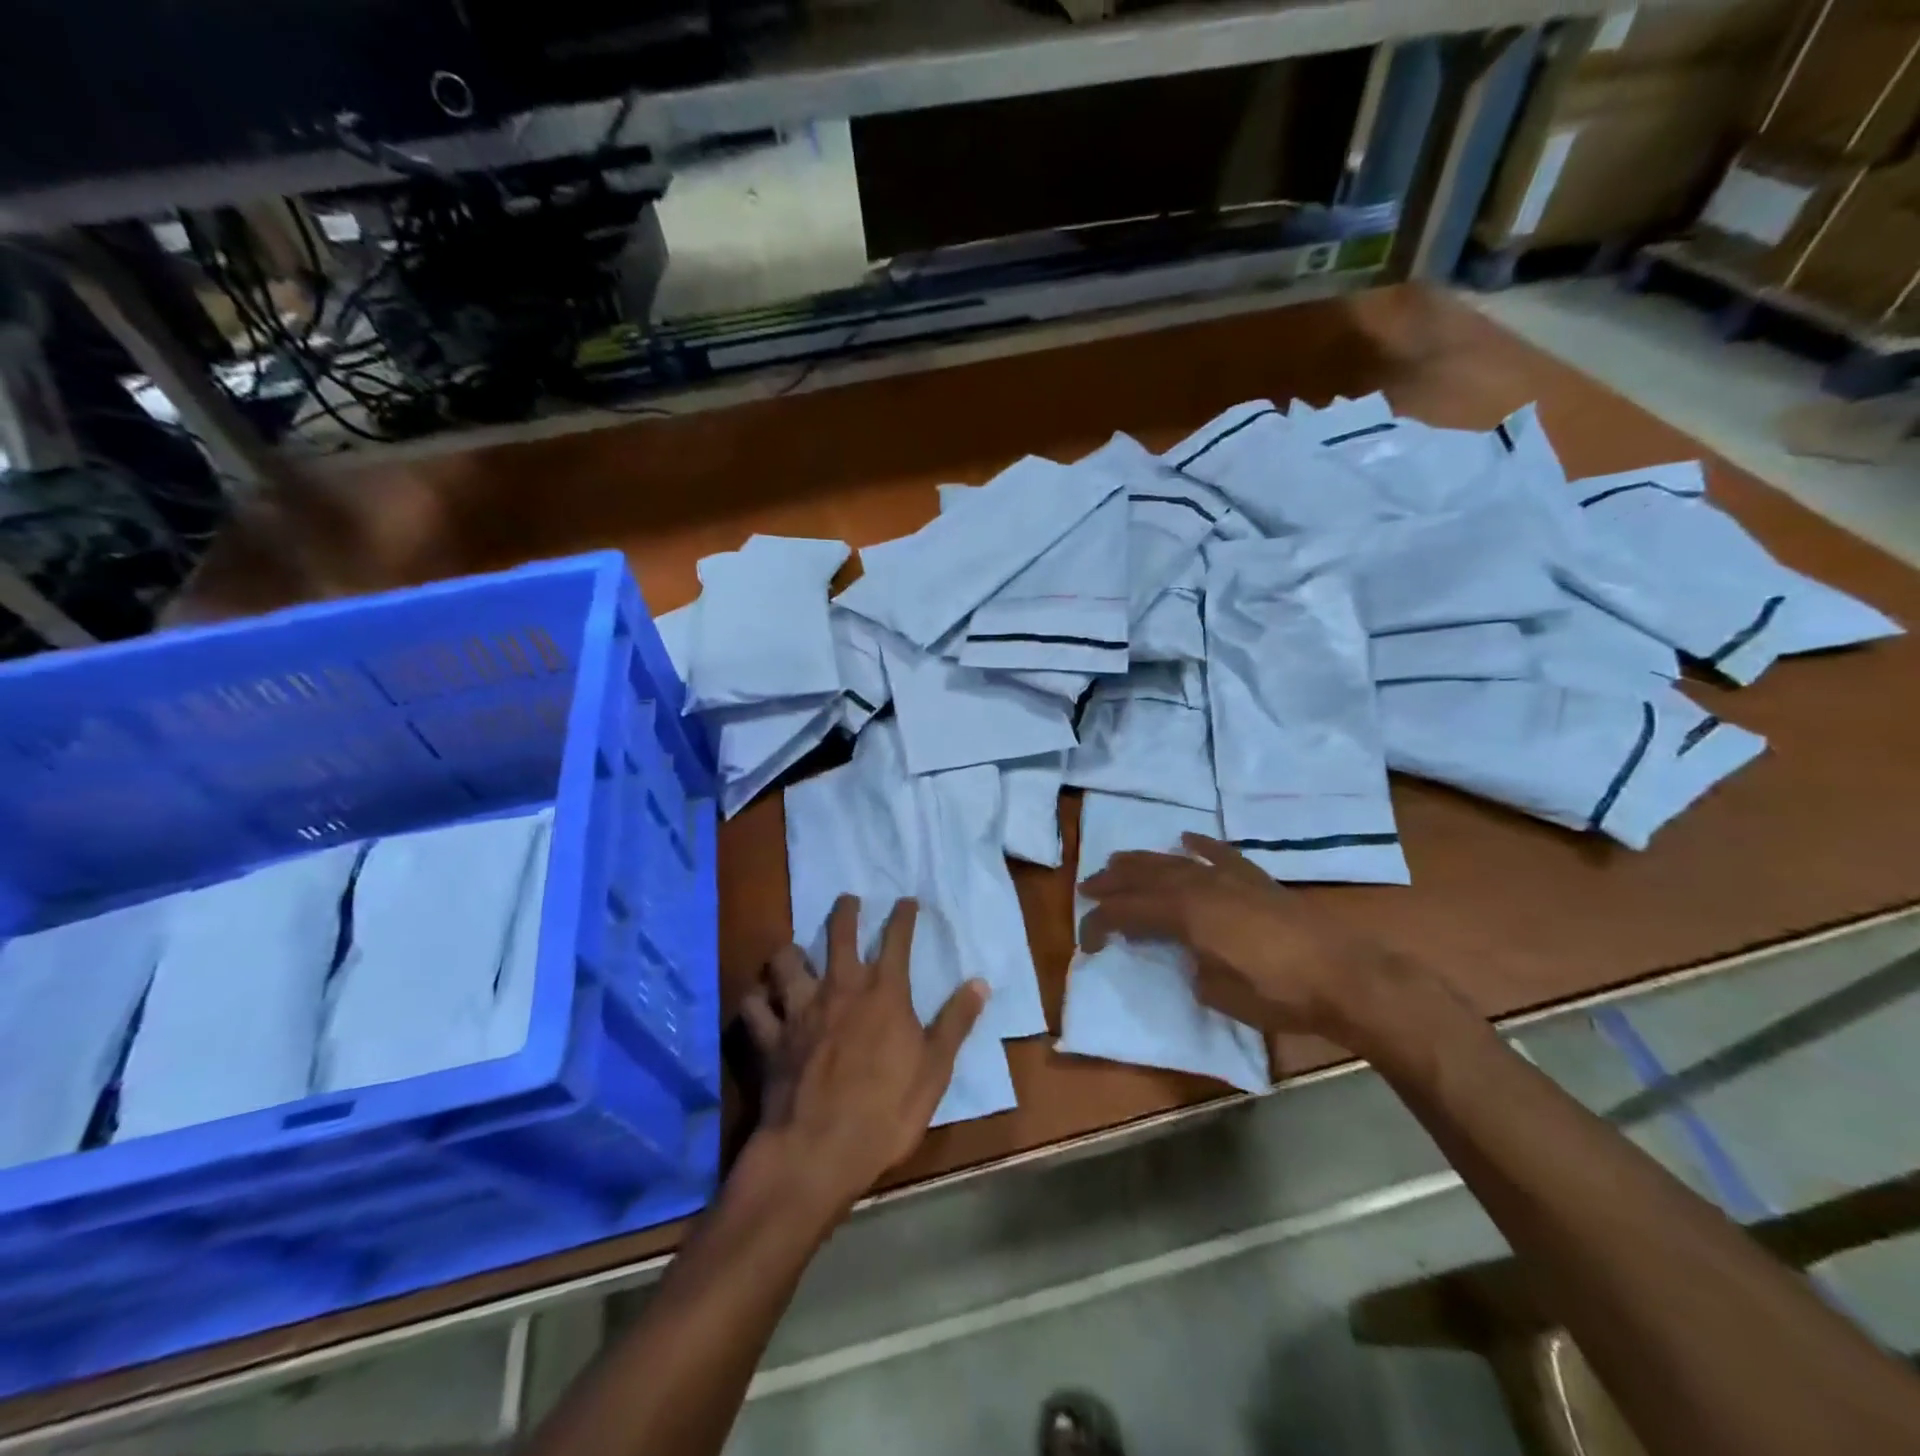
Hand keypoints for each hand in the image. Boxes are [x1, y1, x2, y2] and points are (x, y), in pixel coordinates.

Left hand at [739, 896, 987, 1213]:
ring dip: (790, 952)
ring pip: (786, 962)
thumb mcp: (935, 1068)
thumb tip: (980, 982)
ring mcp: (799, 1010)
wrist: (819, 1151)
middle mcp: (839, 988)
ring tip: (792, 949)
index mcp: (883, 993)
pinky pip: (754, 1007)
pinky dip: (756, 1000)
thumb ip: (956, 1022)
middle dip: (845, 911)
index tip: (907, 901)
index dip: (903, 916)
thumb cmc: (886, 1110)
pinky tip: (759, 1000)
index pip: (897, 940)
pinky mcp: (770, 1038)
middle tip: (848, 899)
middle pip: (838, 934)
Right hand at [1078, 834, 1422, 1046]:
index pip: (1128, 912)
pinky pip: (1220, 854)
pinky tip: (1186, 838)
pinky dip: (1200, 845)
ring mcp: (1229, 879)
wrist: (1343, 976)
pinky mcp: (1256, 880)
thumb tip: (1190, 958)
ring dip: (1144, 861)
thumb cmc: (1277, 993)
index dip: (1101, 924)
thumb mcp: (1218, 993)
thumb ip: (1192, 968)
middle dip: (1113, 882)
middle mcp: (1200, 887)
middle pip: (1144, 878)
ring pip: (1175, 862)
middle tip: (1088, 887)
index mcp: (1185, 914)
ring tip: (1120, 860)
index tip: (1087, 942)